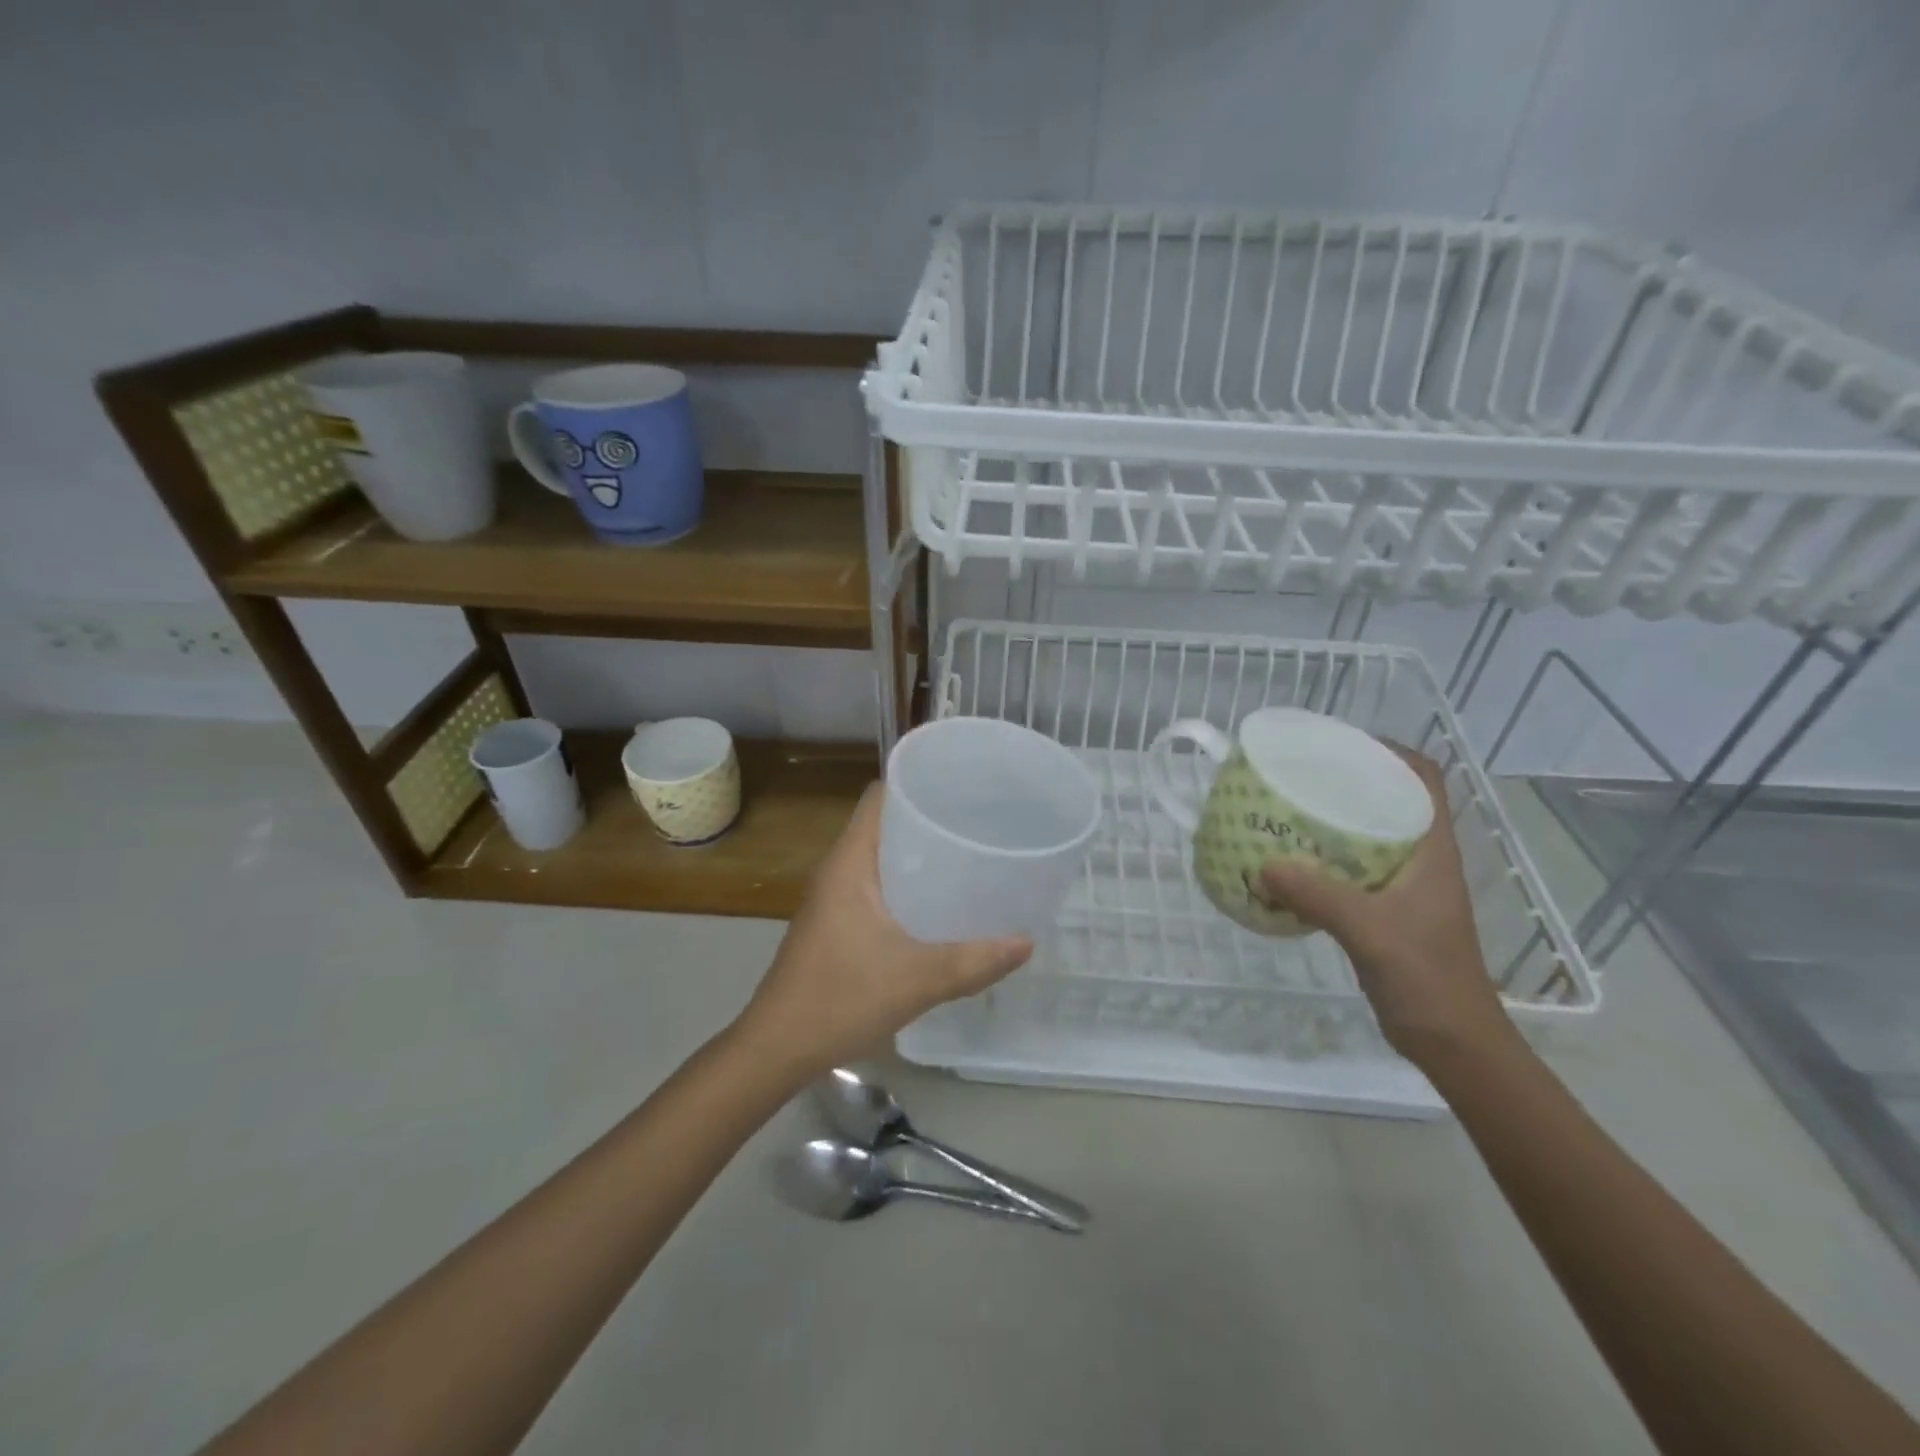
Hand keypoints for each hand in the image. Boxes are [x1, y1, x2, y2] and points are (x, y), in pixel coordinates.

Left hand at [733, 784, 1032, 1082]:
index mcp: (850, 863)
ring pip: (881, 857)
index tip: (962, 786)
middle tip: (979, 822)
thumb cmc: (840, 999)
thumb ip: (974, 961)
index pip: (879, 797)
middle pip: (884, 823)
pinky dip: (907, 884)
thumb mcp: (917, 979)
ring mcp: (834, 898)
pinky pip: (876, 886)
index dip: (916, 783)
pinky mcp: (836, 923)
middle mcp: (839, 870)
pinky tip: (939, 904)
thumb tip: (1026, 943)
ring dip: (918, 854)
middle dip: (928, 818)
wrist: (776, 1048)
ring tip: (968, 856)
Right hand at [1258, 746, 1514, 1068]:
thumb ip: (1317, 895)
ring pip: (1368, 836)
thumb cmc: (1427, 979)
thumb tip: (1262, 865)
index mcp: (1432, 851)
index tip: (1341, 744)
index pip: (1425, 780)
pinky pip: (1349, 870)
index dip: (1391, 752)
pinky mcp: (1384, 912)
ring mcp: (1403, 888)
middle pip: (1390, 801)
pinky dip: (1320, 861)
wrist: (1454, 1042)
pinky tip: (1287, 867)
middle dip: (1348, 782)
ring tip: (1285, 812)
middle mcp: (1420, 860)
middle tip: (1299, 776)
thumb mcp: (1371, 931)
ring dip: (1331, 822)